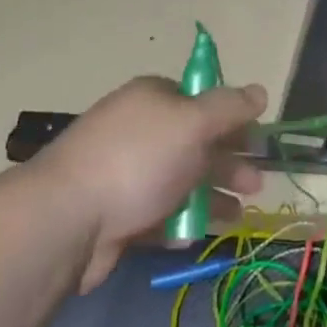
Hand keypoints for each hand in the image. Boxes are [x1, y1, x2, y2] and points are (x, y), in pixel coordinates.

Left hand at [32, 76, 266, 291]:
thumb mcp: (192, 123)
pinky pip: (158, 213)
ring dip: (212, 195)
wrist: (67, 220)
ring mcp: (125, 172)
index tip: (257, 142)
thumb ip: (229, 108)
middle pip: (195, 142)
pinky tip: (194, 235)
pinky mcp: (117, 213)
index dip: (232, 119)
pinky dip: (180, 222)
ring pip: (180, 180)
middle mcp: (139, 130)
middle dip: (229, 162)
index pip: (200, 100)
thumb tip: (260, 91)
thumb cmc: (137, 161)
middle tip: (257, 185)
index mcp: (153, 98)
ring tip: (239, 216)